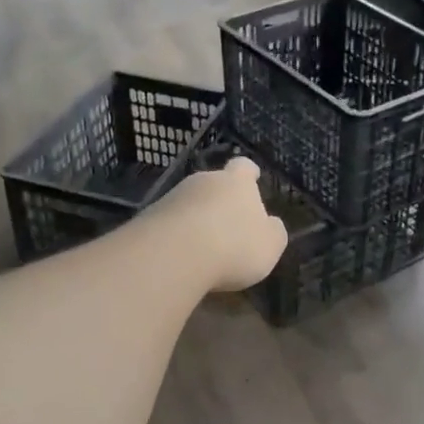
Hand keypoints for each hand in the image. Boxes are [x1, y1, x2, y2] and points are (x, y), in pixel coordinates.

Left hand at [152, 157, 288, 291]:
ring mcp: (173, 197)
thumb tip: (270, 225)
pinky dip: (177, 235)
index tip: (252, 177)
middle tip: (228, 224)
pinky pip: (169, 222)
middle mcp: (204, 181)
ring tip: (203, 246)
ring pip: (190, 202)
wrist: (174, 255)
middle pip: (214, 183)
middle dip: (220, 200)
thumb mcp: (270, 245)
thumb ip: (273, 232)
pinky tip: (181, 256)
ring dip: (197, 218)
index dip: (249, 173)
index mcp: (237, 183)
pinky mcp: (150, 217)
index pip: (244, 167)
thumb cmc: (234, 246)